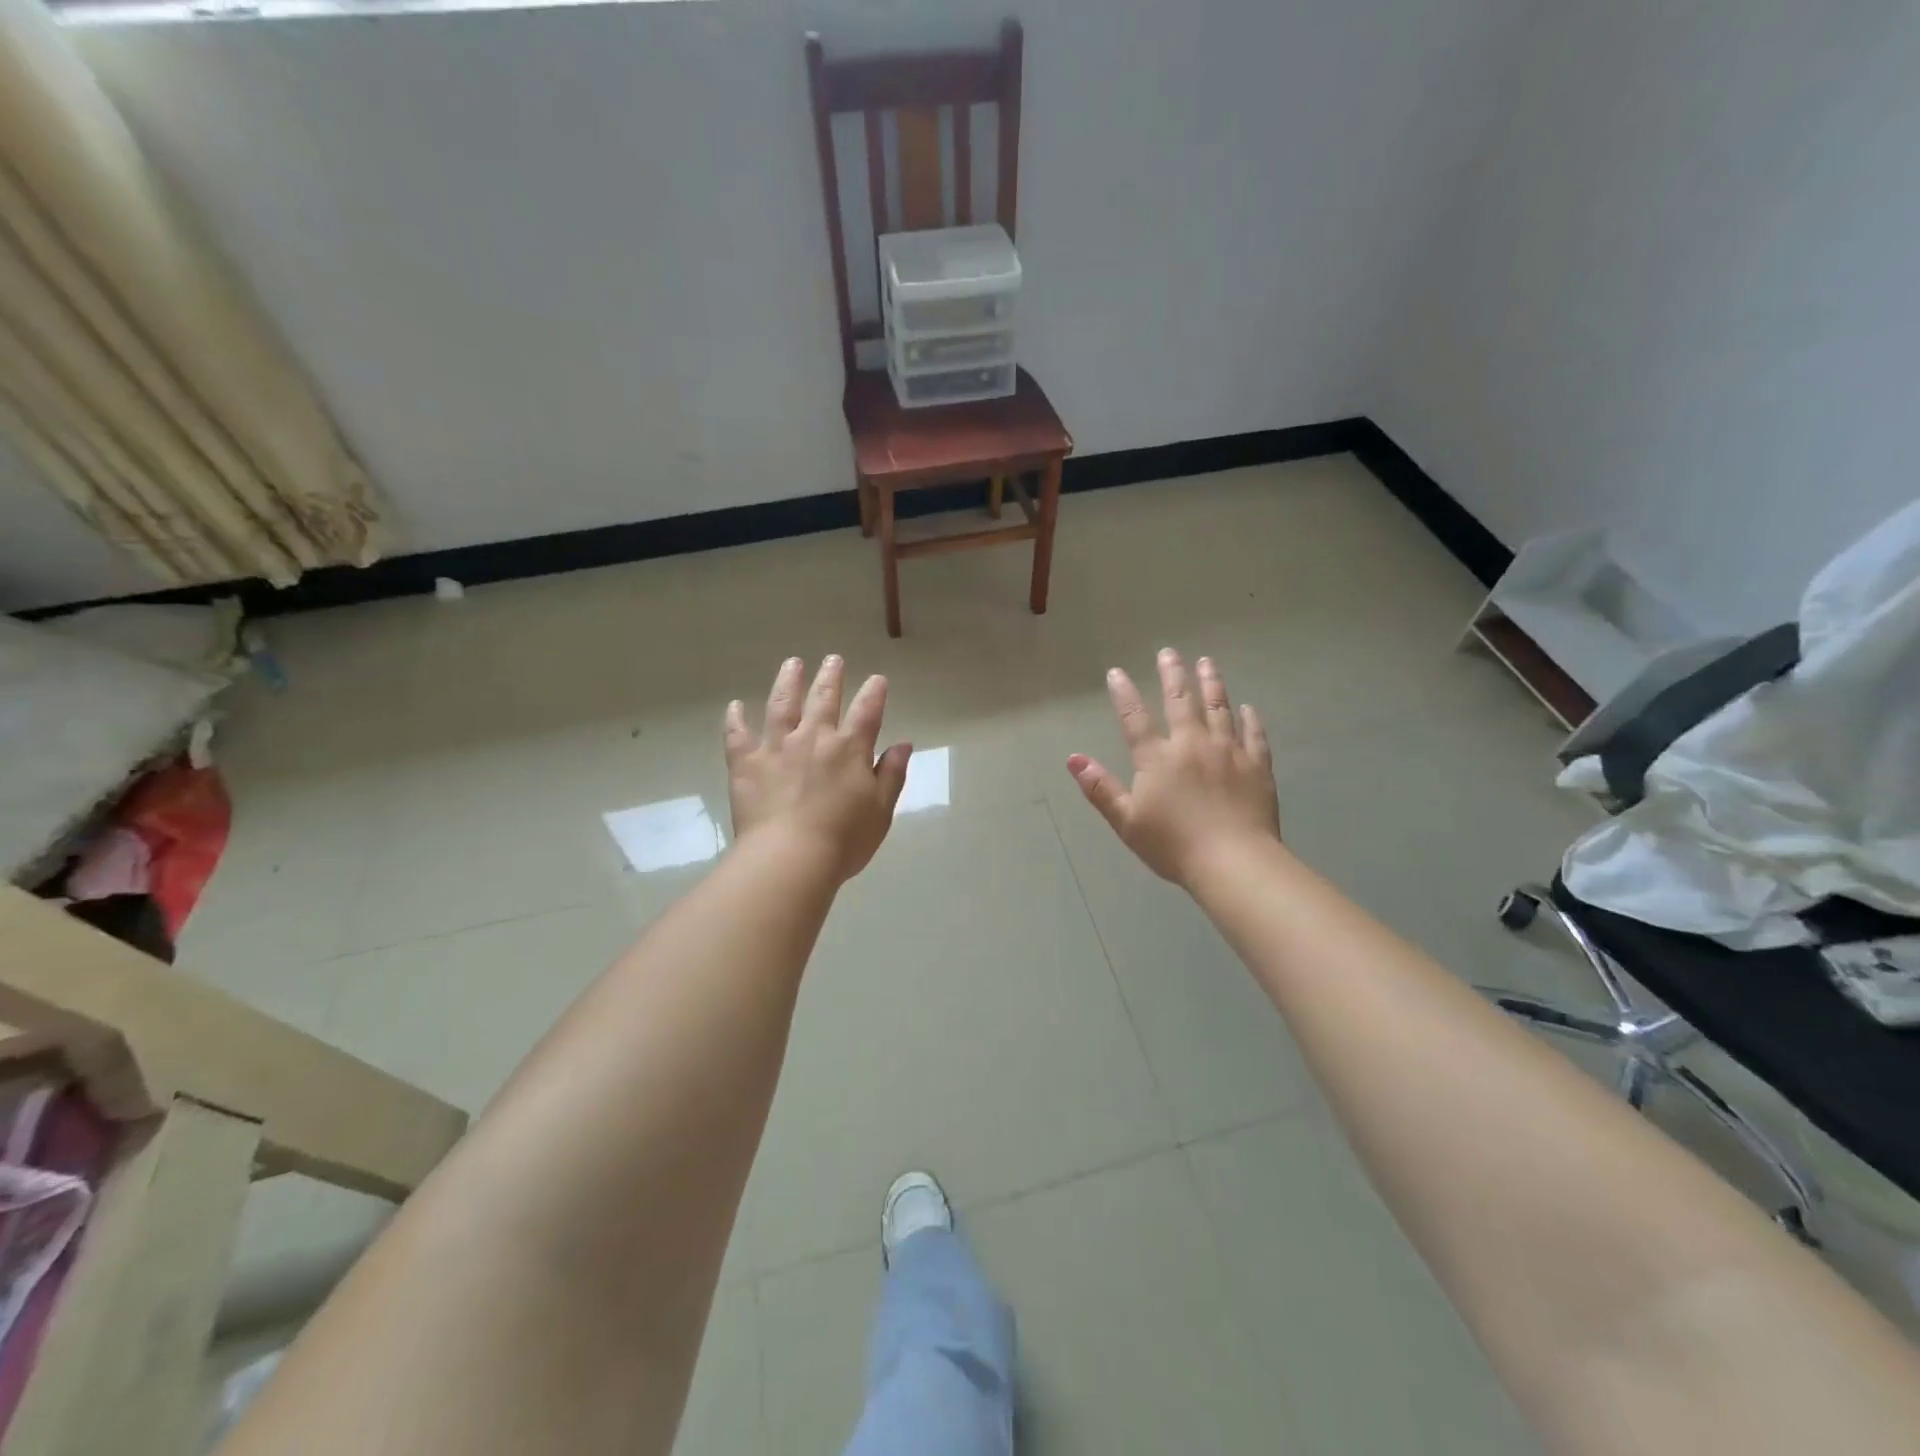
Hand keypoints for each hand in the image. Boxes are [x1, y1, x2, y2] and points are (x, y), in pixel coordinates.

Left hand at [724, 656, 912, 881]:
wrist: (790, 858)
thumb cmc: (843, 840)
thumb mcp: (881, 811)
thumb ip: (891, 774)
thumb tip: (904, 744)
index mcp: (849, 749)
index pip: (867, 712)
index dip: (874, 693)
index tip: (877, 679)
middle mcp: (813, 738)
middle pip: (823, 698)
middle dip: (830, 676)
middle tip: (833, 659)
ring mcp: (776, 747)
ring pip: (781, 705)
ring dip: (788, 681)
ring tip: (792, 664)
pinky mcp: (746, 764)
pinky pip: (737, 735)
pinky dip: (735, 719)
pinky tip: (735, 706)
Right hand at [1067, 649, 1279, 887]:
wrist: (1234, 862)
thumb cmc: (1173, 845)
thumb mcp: (1126, 821)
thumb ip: (1100, 788)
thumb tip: (1073, 758)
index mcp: (1158, 759)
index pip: (1135, 718)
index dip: (1124, 693)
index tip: (1116, 672)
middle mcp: (1192, 745)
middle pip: (1181, 701)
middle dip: (1173, 675)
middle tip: (1169, 652)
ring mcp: (1228, 752)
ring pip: (1219, 708)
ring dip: (1212, 683)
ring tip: (1207, 663)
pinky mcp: (1257, 766)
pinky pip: (1253, 735)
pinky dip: (1250, 719)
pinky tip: (1248, 708)